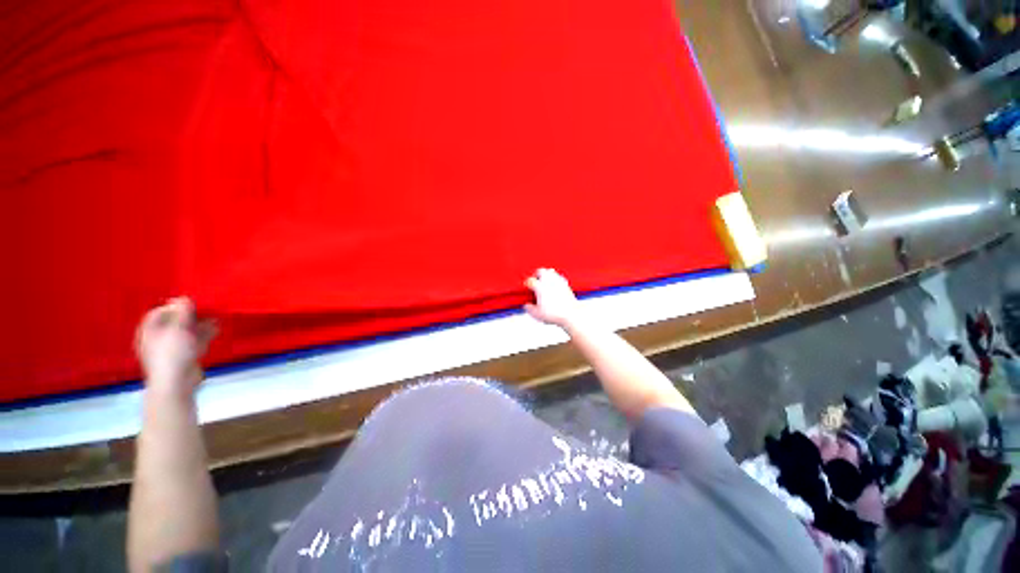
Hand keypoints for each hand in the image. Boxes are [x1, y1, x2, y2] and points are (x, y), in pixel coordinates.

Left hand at [135, 298, 215, 395]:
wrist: (177, 382)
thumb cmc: (172, 353)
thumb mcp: (177, 329)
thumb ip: (181, 313)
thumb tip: (183, 297)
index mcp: (149, 332)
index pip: (158, 313)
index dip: (173, 306)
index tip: (190, 303)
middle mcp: (158, 338)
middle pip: (174, 322)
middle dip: (191, 315)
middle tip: (206, 309)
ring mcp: (172, 348)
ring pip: (187, 332)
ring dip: (200, 324)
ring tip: (216, 318)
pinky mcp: (185, 356)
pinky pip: (194, 341)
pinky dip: (204, 334)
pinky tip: (216, 329)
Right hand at [524, 268, 581, 327]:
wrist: (571, 314)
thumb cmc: (555, 314)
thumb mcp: (537, 314)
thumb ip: (529, 308)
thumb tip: (527, 305)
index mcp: (540, 287)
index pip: (530, 281)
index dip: (527, 284)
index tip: (527, 287)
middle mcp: (549, 281)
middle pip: (540, 271)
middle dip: (536, 275)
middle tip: (535, 282)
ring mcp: (558, 281)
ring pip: (550, 271)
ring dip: (546, 275)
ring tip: (544, 282)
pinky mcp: (566, 284)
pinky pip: (558, 276)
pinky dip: (555, 279)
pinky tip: (554, 285)